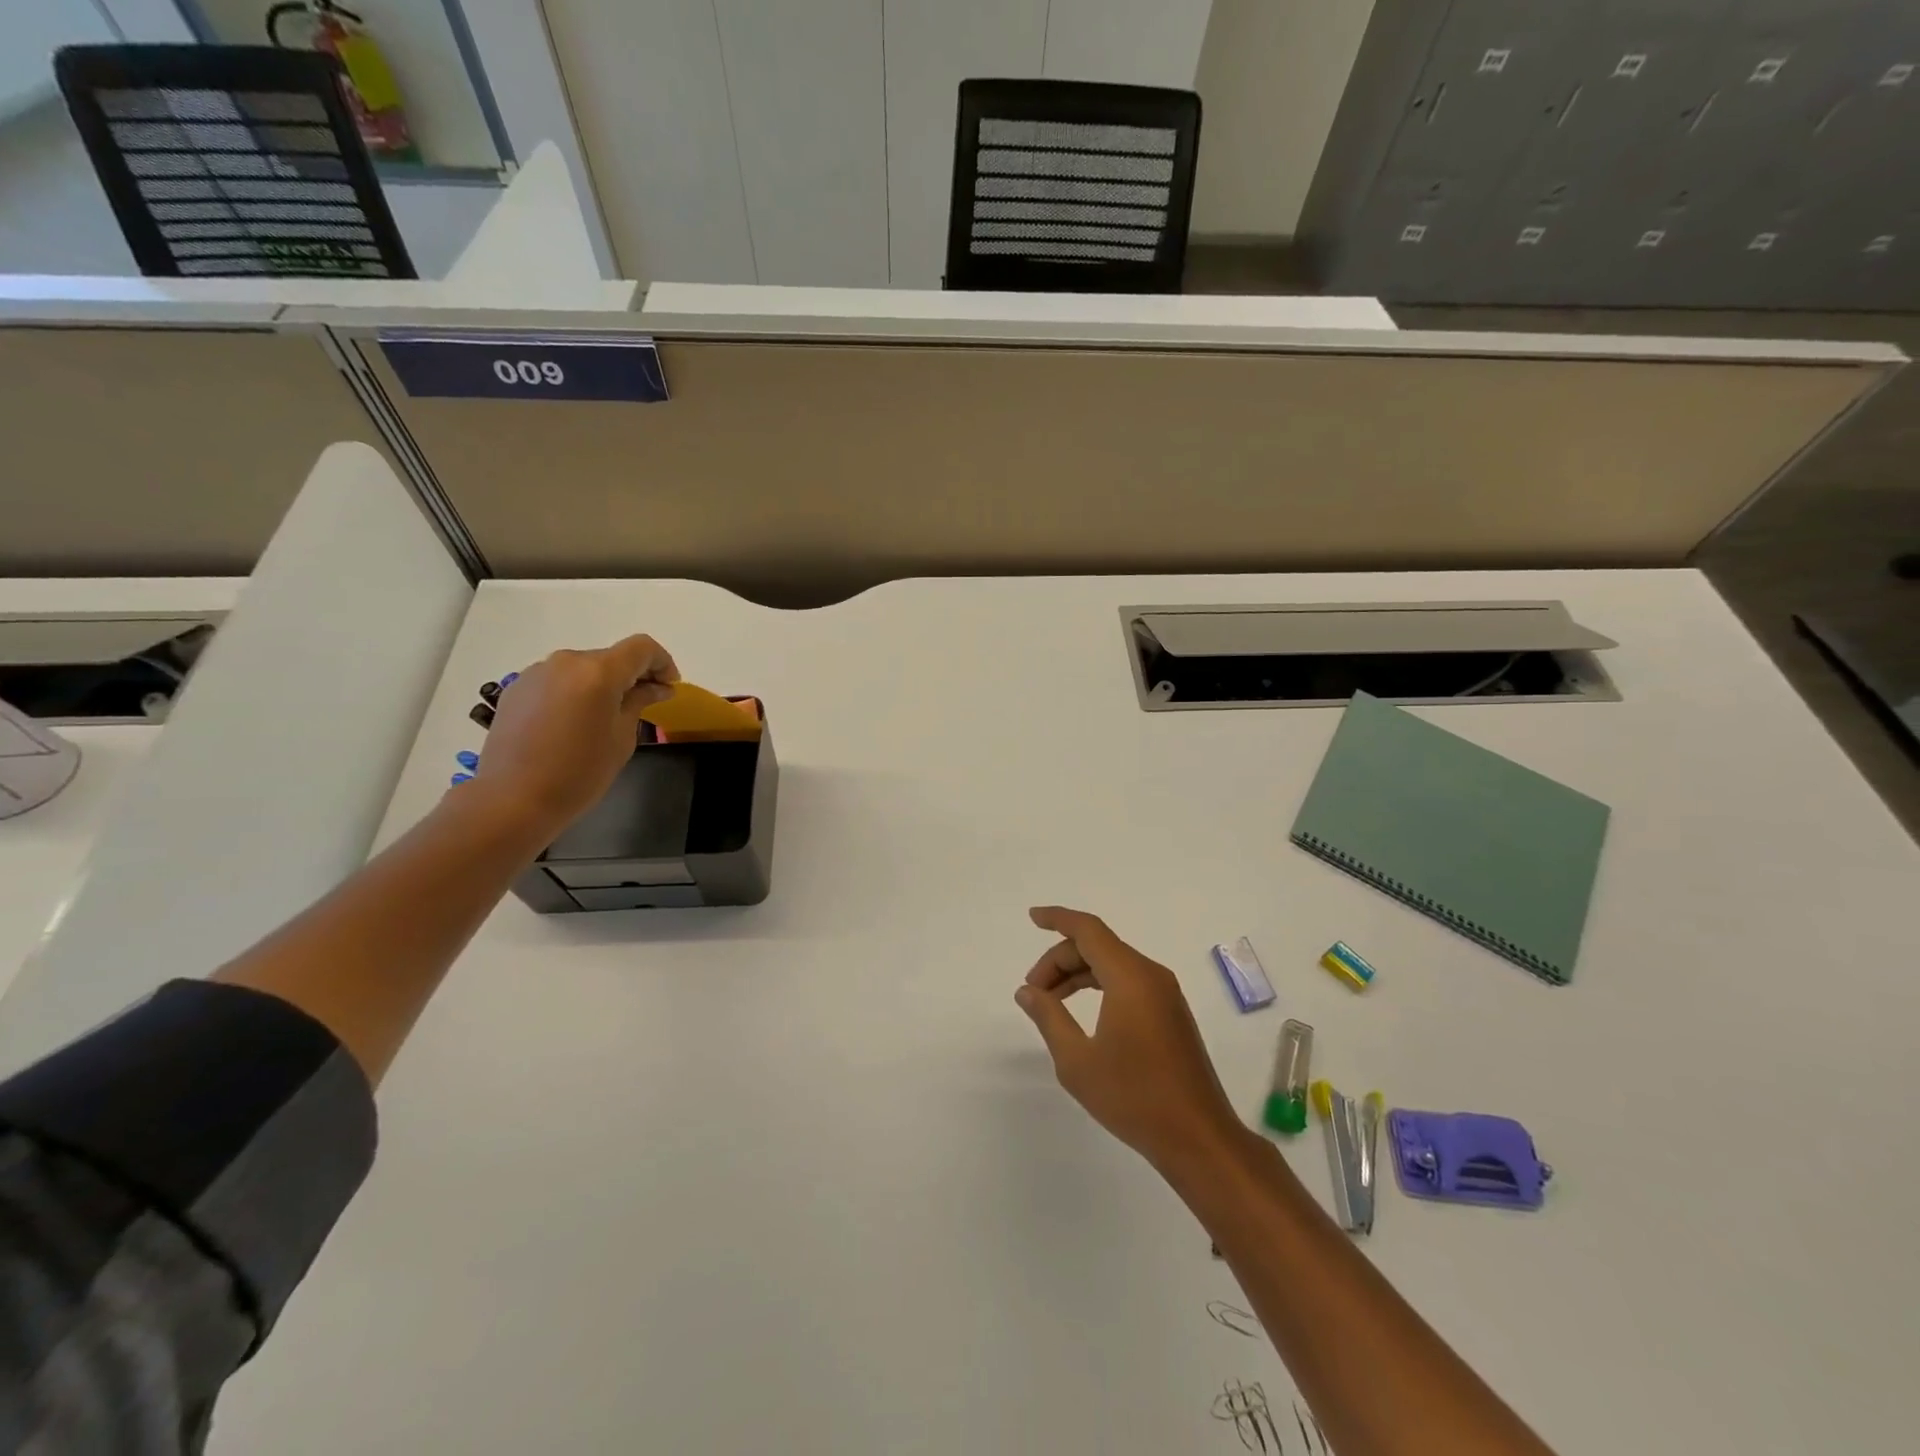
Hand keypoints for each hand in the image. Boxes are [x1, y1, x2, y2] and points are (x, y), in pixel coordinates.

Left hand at [472, 635, 678, 832]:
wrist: (512, 798)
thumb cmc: (580, 772)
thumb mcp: (622, 737)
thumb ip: (639, 702)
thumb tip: (656, 687)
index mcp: (598, 672)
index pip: (641, 648)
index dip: (662, 662)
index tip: (669, 686)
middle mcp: (566, 662)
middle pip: (611, 657)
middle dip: (632, 676)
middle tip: (644, 704)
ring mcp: (536, 673)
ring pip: (582, 669)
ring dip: (602, 684)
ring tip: (605, 717)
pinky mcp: (516, 689)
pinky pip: (557, 681)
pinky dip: (575, 693)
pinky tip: (573, 723)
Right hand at [1015, 907, 1246, 1171]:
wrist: (1198, 1138)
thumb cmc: (1134, 1097)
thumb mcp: (1077, 1061)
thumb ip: (1049, 1018)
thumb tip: (1027, 991)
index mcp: (1130, 978)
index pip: (1088, 930)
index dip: (1058, 919)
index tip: (1032, 918)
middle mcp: (1151, 975)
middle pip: (1098, 946)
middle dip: (1060, 960)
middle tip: (1033, 992)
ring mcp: (1165, 994)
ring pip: (1113, 964)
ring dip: (1078, 974)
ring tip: (1050, 1002)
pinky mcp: (1171, 1013)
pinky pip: (1129, 982)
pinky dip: (1100, 985)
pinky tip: (1082, 1012)